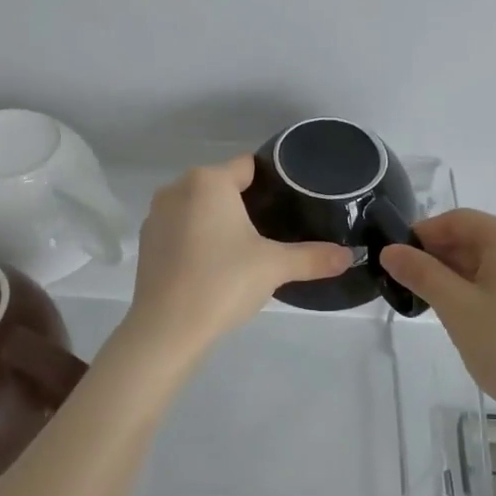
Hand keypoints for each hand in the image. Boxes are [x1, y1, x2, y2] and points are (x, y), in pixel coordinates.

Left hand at [122, 156, 353, 361]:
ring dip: (220, 220)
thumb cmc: (223, 282)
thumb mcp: (275, 267)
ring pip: (200, 207)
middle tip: (275, 229)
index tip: (291, 202)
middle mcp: (178, 188)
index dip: (273, 181)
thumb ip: (313, 257)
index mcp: (208, 181)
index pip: (249, 166)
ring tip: (247, 248)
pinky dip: (198, 238)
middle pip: (223, 185)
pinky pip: (182, 228)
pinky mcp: (147, 242)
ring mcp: (157, 215)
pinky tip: (215, 264)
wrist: (166, 329)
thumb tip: (349, 256)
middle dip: (247, 202)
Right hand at [380, 209, 495, 414]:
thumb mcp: (455, 307)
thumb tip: (390, 251)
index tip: (397, 258)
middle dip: (441, 255)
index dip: (424, 234)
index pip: (458, 220)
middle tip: (410, 283)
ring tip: (433, 300)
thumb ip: (421, 273)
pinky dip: (482, 284)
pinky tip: (465, 310)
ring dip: (459, 271)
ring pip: (493, 258)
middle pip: (477, 236)